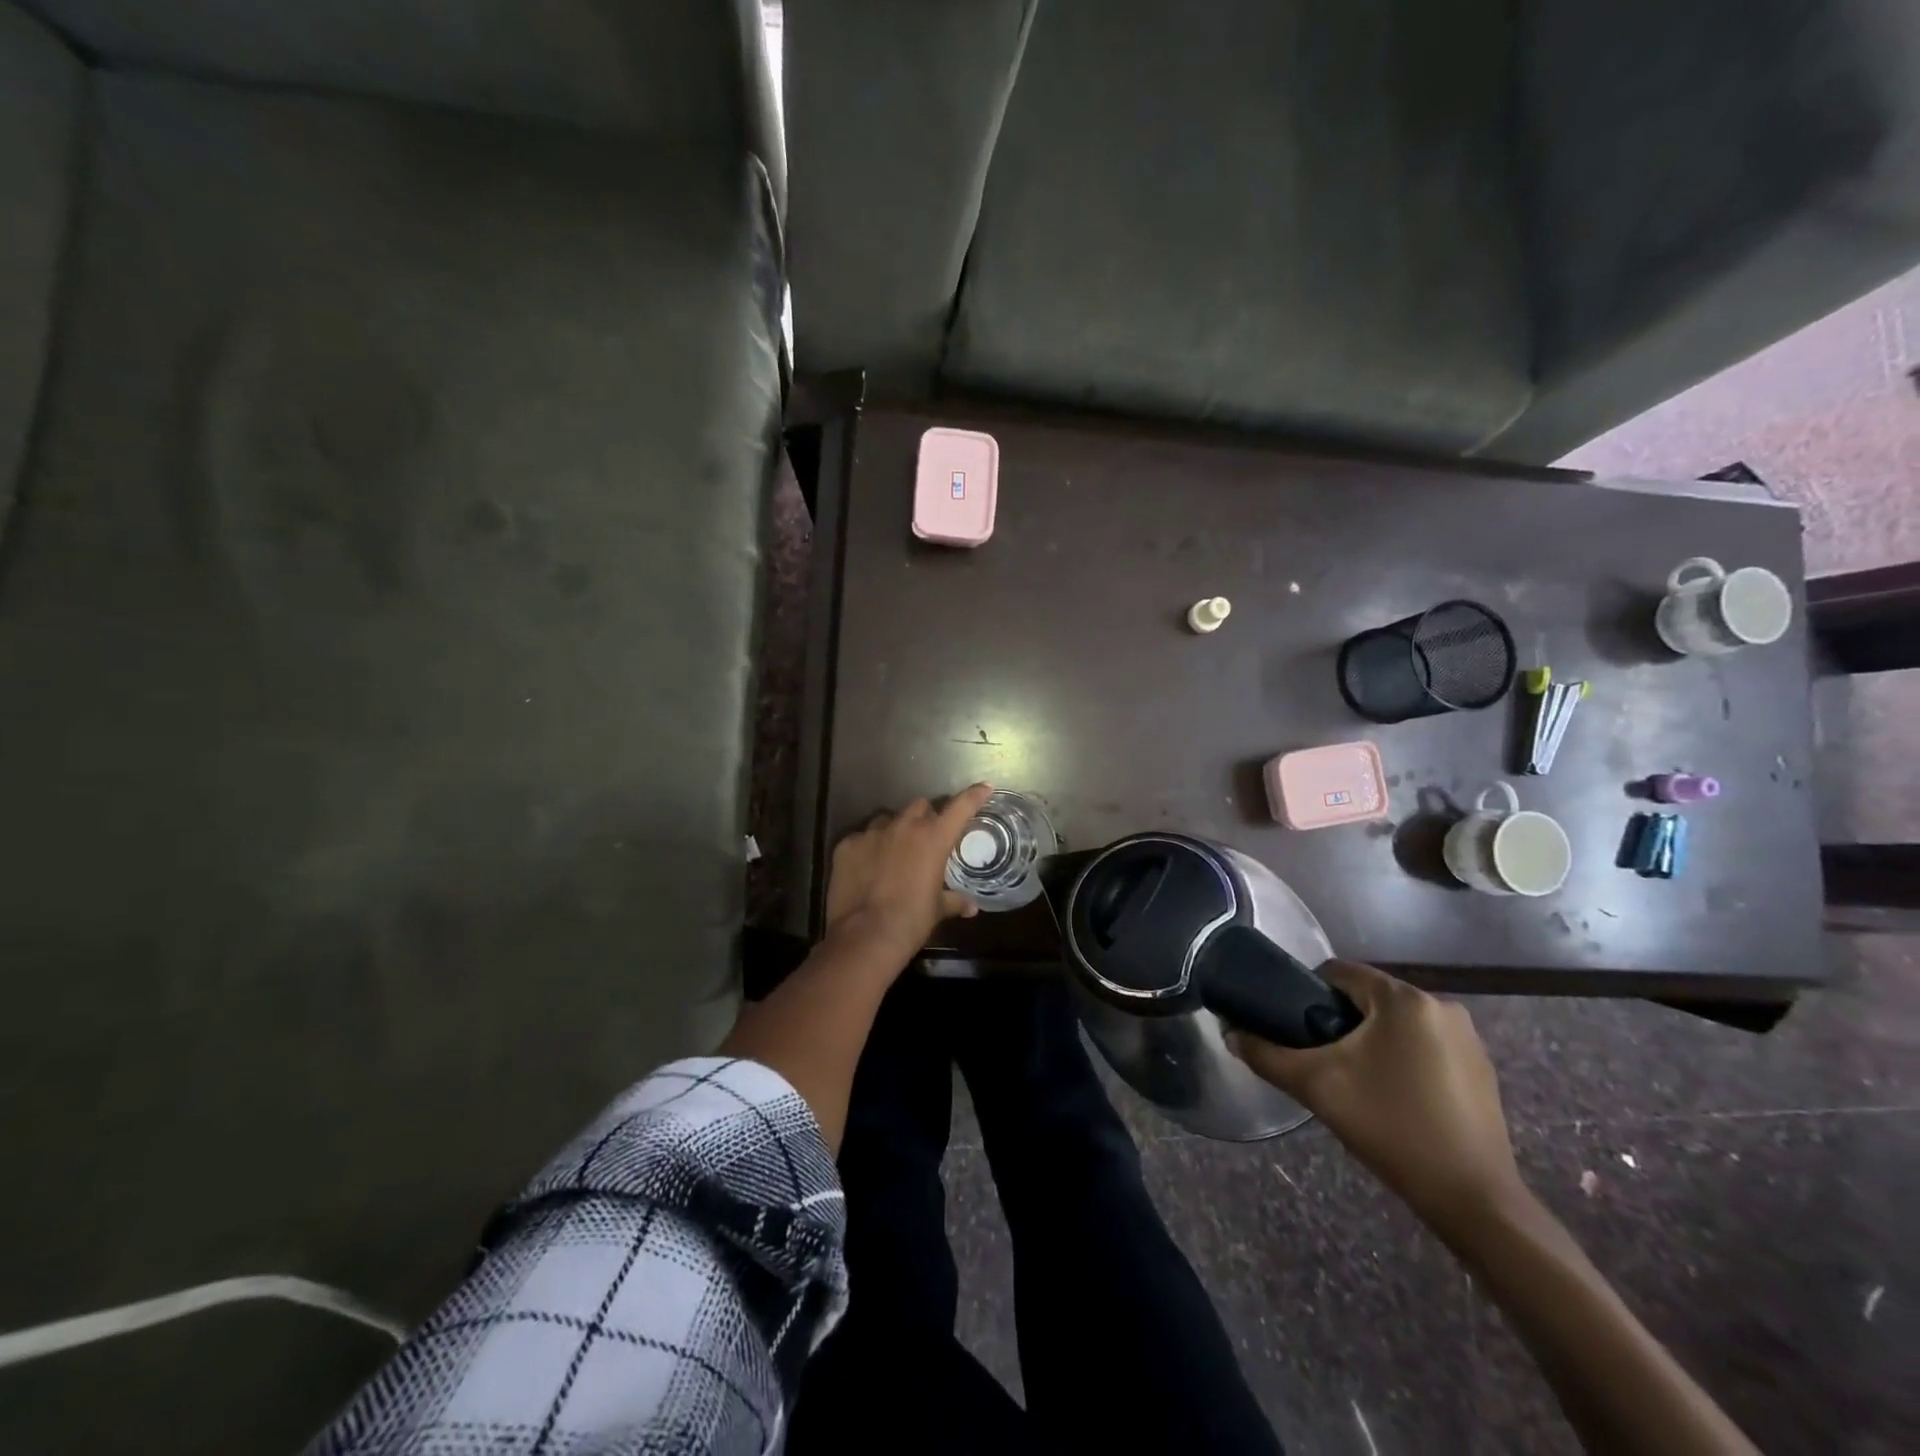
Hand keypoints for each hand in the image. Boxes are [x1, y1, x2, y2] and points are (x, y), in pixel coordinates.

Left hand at [824, 784, 994, 960]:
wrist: (865, 935)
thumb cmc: (911, 921)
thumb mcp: (938, 910)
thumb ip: (955, 901)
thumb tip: (971, 907)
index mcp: (934, 838)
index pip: (960, 807)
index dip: (973, 796)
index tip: (983, 788)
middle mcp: (904, 826)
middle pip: (919, 806)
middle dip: (925, 817)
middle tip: (925, 837)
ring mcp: (872, 833)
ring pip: (887, 819)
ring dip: (894, 831)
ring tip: (892, 853)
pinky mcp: (847, 844)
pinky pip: (861, 838)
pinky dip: (867, 848)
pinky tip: (865, 868)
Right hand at [1231, 960, 1524, 1236]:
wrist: (1472, 1200)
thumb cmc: (1390, 1127)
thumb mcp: (1316, 1086)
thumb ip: (1266, 1054)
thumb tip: (1229, 1033)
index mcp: (1404, 998)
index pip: (1339, 972)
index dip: (1308, 993)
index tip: (1296, 1029)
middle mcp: (1441, 1005)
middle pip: (1368, 997)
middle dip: (1340, 1022)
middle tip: (1323, 1062)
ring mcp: (1468, 1038)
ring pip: (1396, 1023)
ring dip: (1372, 1041)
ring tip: (1355, 1082)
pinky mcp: (1482, 1069)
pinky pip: (1425, 1045)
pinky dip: (1403, 1059)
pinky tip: (1395, 1098)